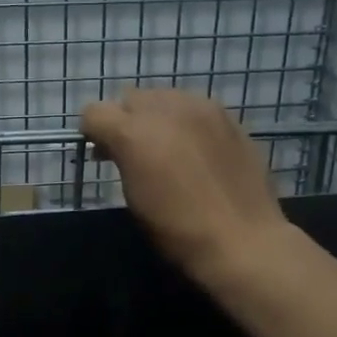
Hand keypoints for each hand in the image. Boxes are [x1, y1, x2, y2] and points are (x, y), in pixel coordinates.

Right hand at [81, 88, 287, 285]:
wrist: (242, 239)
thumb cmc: (178, 231)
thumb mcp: (134, 198)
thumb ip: (121, 161)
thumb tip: (115, 149)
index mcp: (133, 133)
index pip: (94, 112)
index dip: (93, 132)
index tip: (103, 154)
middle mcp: (164, 109)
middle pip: (130, 98)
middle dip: (125, 120)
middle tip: (135, 152)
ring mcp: (200, 108)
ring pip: (163, 97)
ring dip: (157, 117)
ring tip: (169, 148)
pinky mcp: (227, 116)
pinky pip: (194, 107)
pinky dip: (186, 121)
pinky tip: (197, 150)